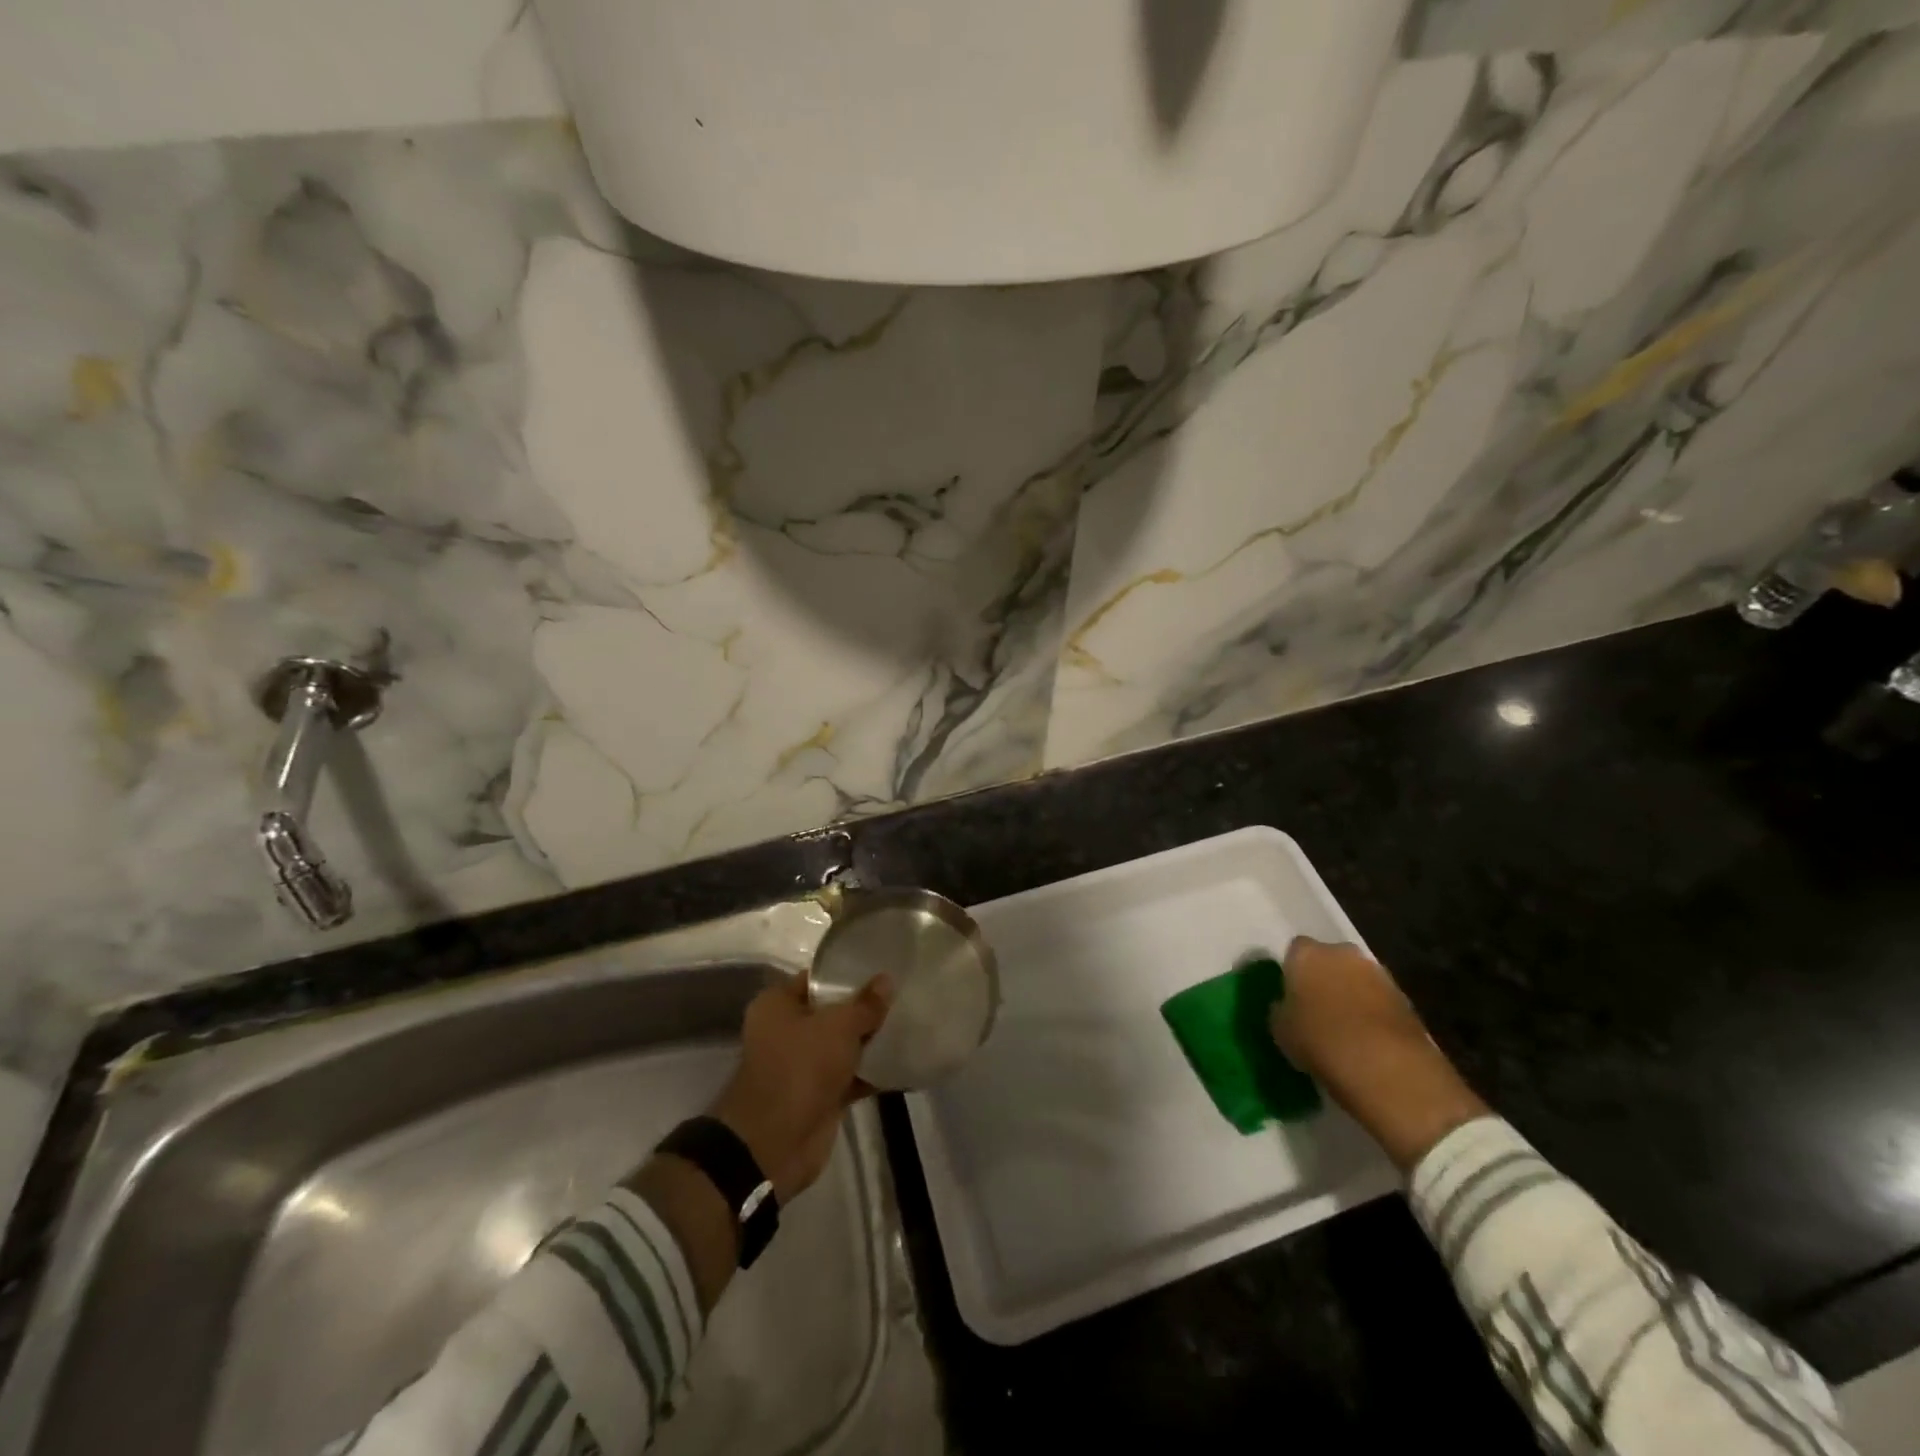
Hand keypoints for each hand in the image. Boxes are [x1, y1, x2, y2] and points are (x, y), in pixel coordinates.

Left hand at [709, 972, 893, 1202]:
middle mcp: (786, 1030)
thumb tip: (887, 979)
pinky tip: (904, 1063)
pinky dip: (872, 1072)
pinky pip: (851, 1075)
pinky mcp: (819, 1094)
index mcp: (778, 1005)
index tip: (882, 969)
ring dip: (872, 1041)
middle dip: (865, 1009)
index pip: (818, 978)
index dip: (848, 974)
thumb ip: (865, 1004)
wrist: (775, 1144)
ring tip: (911, 1024)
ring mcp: (802, 1065)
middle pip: (833, 1012)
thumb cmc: (799, 1068)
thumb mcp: (838, 1027)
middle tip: (903, 996)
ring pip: (844, 1045)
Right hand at [1271, 936, 1488, 1172]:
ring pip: (1353, 982)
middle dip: (1320, 983)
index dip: (1289, 976)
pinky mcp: (1409, 1006)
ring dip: (1347, 1000)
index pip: (1293, 953)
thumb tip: (1286, 1009)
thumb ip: (1281, 1013)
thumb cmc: (1330, 1052)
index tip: (1287, 1002)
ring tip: (1340, 1036)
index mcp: (1311, 956)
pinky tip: (1365, 1047)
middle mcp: (1348, 956)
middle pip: (1326, 963)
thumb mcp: (1283, 1034)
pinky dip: (1370, 1019)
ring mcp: (1383, 979)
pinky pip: (1377, 1004)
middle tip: (1311, 1016)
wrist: (1401, 1085)